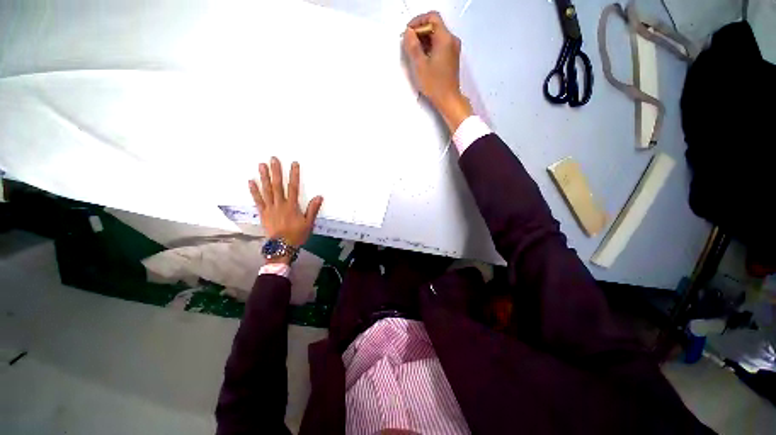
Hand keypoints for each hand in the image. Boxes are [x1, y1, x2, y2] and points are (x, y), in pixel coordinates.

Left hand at [249, 157, 322, 261]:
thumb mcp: (309, 223)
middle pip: (277, 185)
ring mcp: (269, 208)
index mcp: (292, 206)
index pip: (293, 187)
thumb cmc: (297, 234)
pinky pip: (257, 200)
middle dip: (276, 171)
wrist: (282, 246)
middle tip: (273, 158)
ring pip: (266, 190)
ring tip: (261, 165)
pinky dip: (254, 191)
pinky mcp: (262, 213)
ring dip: (263, 177)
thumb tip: (319, 196)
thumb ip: (313, 209)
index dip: (294, 175)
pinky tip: (250, 181)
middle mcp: (280, 204)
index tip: (293, 163)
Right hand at [402, 11, 472, 132]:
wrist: (448, 99)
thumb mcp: (420, 65)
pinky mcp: (452, 57)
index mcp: (445, 38)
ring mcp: (453, 48)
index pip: (432, 17)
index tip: (408, 33)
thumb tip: (408, 33)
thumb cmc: (434, 84)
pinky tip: (422, 58)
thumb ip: (413, 46)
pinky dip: (430, 47)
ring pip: (437, 36)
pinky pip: (440, 45)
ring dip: (424, 40)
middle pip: (435, 25)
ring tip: (413, 52)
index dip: (418, 21)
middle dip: (420, 31)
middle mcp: (452, 40)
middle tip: (408, 43)